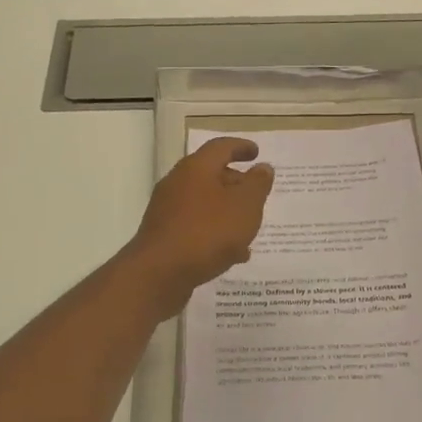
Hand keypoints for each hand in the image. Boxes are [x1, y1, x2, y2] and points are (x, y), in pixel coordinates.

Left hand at [123, 137, 274, 316]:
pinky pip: (196, 227)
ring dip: (227, 211)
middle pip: (210, 175)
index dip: (241, 147)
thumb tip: (263, 168)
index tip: (257, 153)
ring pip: (204, 203)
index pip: (221, 147)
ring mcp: (167, 210)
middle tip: (256, 193)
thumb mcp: (245, 206)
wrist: (159, 274)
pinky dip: (215, 232)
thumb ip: (257, 185)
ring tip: (249, 227)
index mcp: (196, 168)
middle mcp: (178, 183)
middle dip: (235, 182)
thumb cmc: (207, 232)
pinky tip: (233, 254)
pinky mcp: (164, 236)